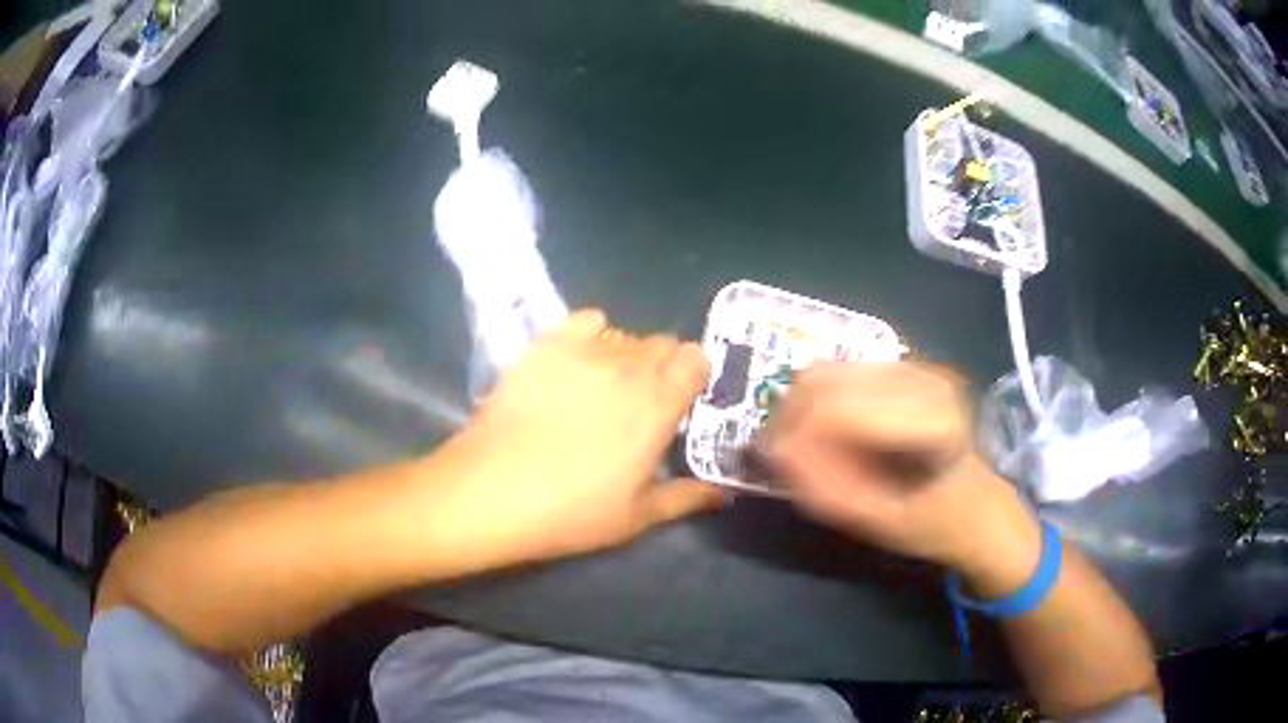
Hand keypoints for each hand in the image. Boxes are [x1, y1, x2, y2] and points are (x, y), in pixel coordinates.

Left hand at [428, 309, 724, 570]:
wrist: (493, 491)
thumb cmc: (571, 512)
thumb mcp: (638, 517)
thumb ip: (687, 497)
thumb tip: (725, 493)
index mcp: (660, 405)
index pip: (696, 358)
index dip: (693, 376)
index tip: (681, 401)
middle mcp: (630, 367)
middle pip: (663, 343)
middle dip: (662, 366)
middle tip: (641, 401)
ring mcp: (586, 351)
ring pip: (625, 335)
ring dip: (626, 355)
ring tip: (603, 387)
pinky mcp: (547, 345)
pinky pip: (585, 319)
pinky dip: (591, 334)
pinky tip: (577, 361)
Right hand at [762, 362, 1039, 586]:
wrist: (978, 506)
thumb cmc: (934, 523)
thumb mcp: (876, 521)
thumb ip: (823, 487)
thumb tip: (774, 451)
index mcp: (930, 418)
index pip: (834, 409)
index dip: (793, 437)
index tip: (776, 467)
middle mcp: (924, 378)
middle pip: (823, 380)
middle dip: (790, 419)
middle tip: (779, 459)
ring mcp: (917, 366)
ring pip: (826, 372)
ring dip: (801, 408)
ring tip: (799, 446)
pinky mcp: (907, 366)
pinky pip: (840, 372)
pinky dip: (820, 401)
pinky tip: (826, 432)